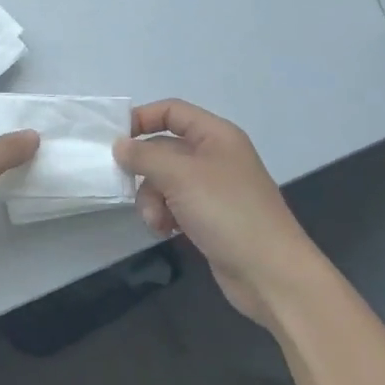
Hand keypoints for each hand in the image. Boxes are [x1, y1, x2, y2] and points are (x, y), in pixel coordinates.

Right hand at [113, 99, 322, 324]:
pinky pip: (174, 205)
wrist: (270, 273)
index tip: (114, 139)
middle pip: (164, 149)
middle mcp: (215, 156)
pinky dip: (165, 216)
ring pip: (165, 181)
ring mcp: (213, 188)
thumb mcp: (180, 176)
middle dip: (145, 171)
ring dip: (152, 200)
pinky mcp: (210, 217)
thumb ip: (144, 156)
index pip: (172, 112)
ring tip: (157, 221)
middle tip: (129, 188)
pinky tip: (166, 232)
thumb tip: (119, 145)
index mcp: (216, 135)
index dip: (142, 118)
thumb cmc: (227, 212)